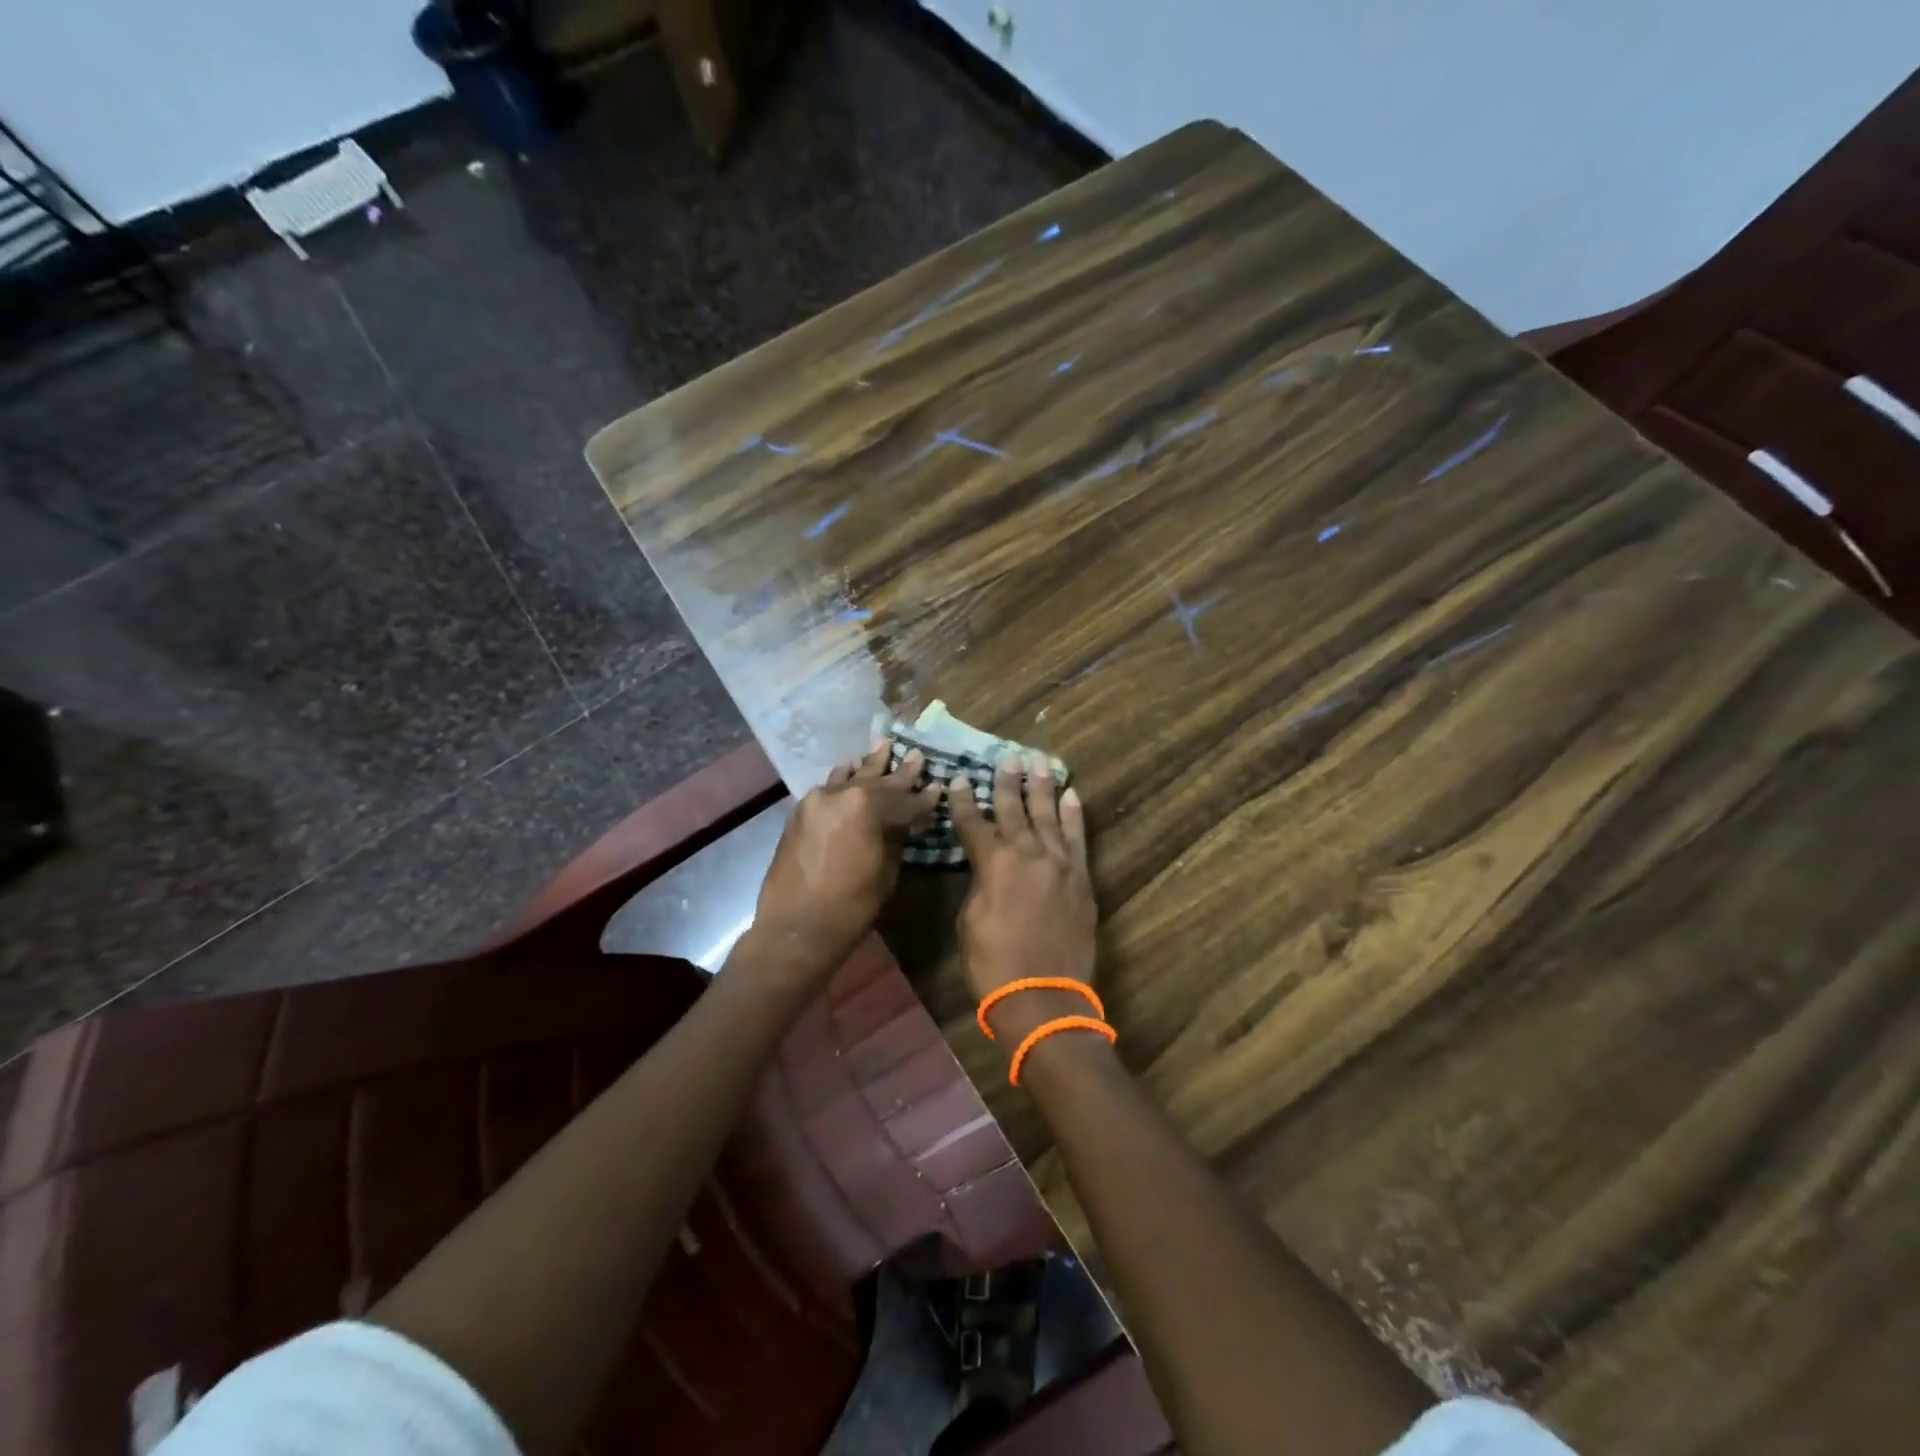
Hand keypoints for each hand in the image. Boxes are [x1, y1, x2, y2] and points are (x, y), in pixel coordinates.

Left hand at [746, 744, 939, 983]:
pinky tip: (848, 772)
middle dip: (899, 772)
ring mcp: (816, 800)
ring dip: (867, 767)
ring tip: (881, 748)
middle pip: (877, 780)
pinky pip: (828, 789)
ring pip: (849, 777)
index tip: (938, 787)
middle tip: (915, 755)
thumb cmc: (851, 906)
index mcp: (867, 806)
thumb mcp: (886, 872)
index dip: (925, 798)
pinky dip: (842, 781)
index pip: (905, 799)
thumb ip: (896, 838)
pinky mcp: (800, 812)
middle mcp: (841, 794)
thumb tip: (906, 822)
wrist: (795, 928)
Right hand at [948, 756, 1099, 1048]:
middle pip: (1015, 810)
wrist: (1043, 998)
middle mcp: (1028, 854)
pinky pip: (1077, 839)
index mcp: (994, 864)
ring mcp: (1059, 864)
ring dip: (1043, 788)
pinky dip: (1074, 816)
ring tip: (1040, 763)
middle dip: (1008, 782)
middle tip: (1008, 757)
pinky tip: (1071, 796)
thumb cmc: (993, 964)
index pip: (974, 823)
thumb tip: (989, 868)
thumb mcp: (970, 922)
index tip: (960, 779)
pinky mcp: (1081, 879)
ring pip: (1049, 816)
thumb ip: (980, 885)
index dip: (964, 801)